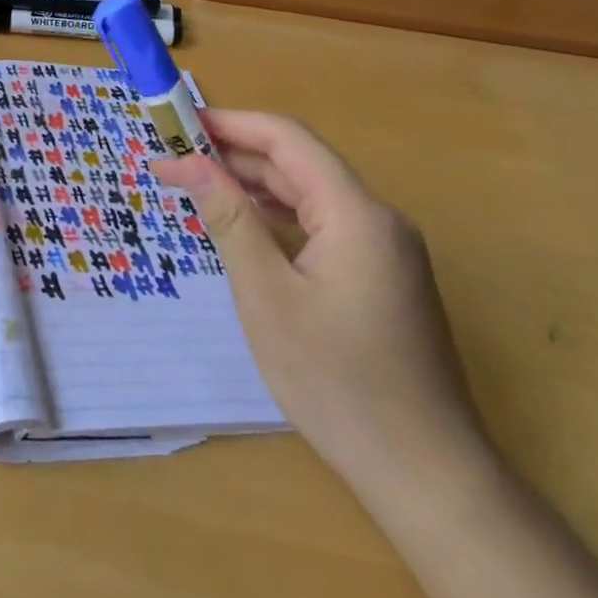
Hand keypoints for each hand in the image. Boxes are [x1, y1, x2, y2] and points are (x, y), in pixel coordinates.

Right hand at [150, 111, 486, 492]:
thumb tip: (188, 163)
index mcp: (356, 213)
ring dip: (252, 184)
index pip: (288, 139)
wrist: (424, 473)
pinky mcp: (381, 276)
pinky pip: (320, 225)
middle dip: (234, 155)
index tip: (177, 124)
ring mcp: (384, 249)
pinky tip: (243, 225)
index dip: (230, 124)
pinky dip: (276, 216)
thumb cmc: (336, 381)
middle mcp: (377, 219)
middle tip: (172, 159)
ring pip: (309, 194)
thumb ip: (229, 219)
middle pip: (298, 164)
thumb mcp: (267, 296)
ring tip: (195, 185)